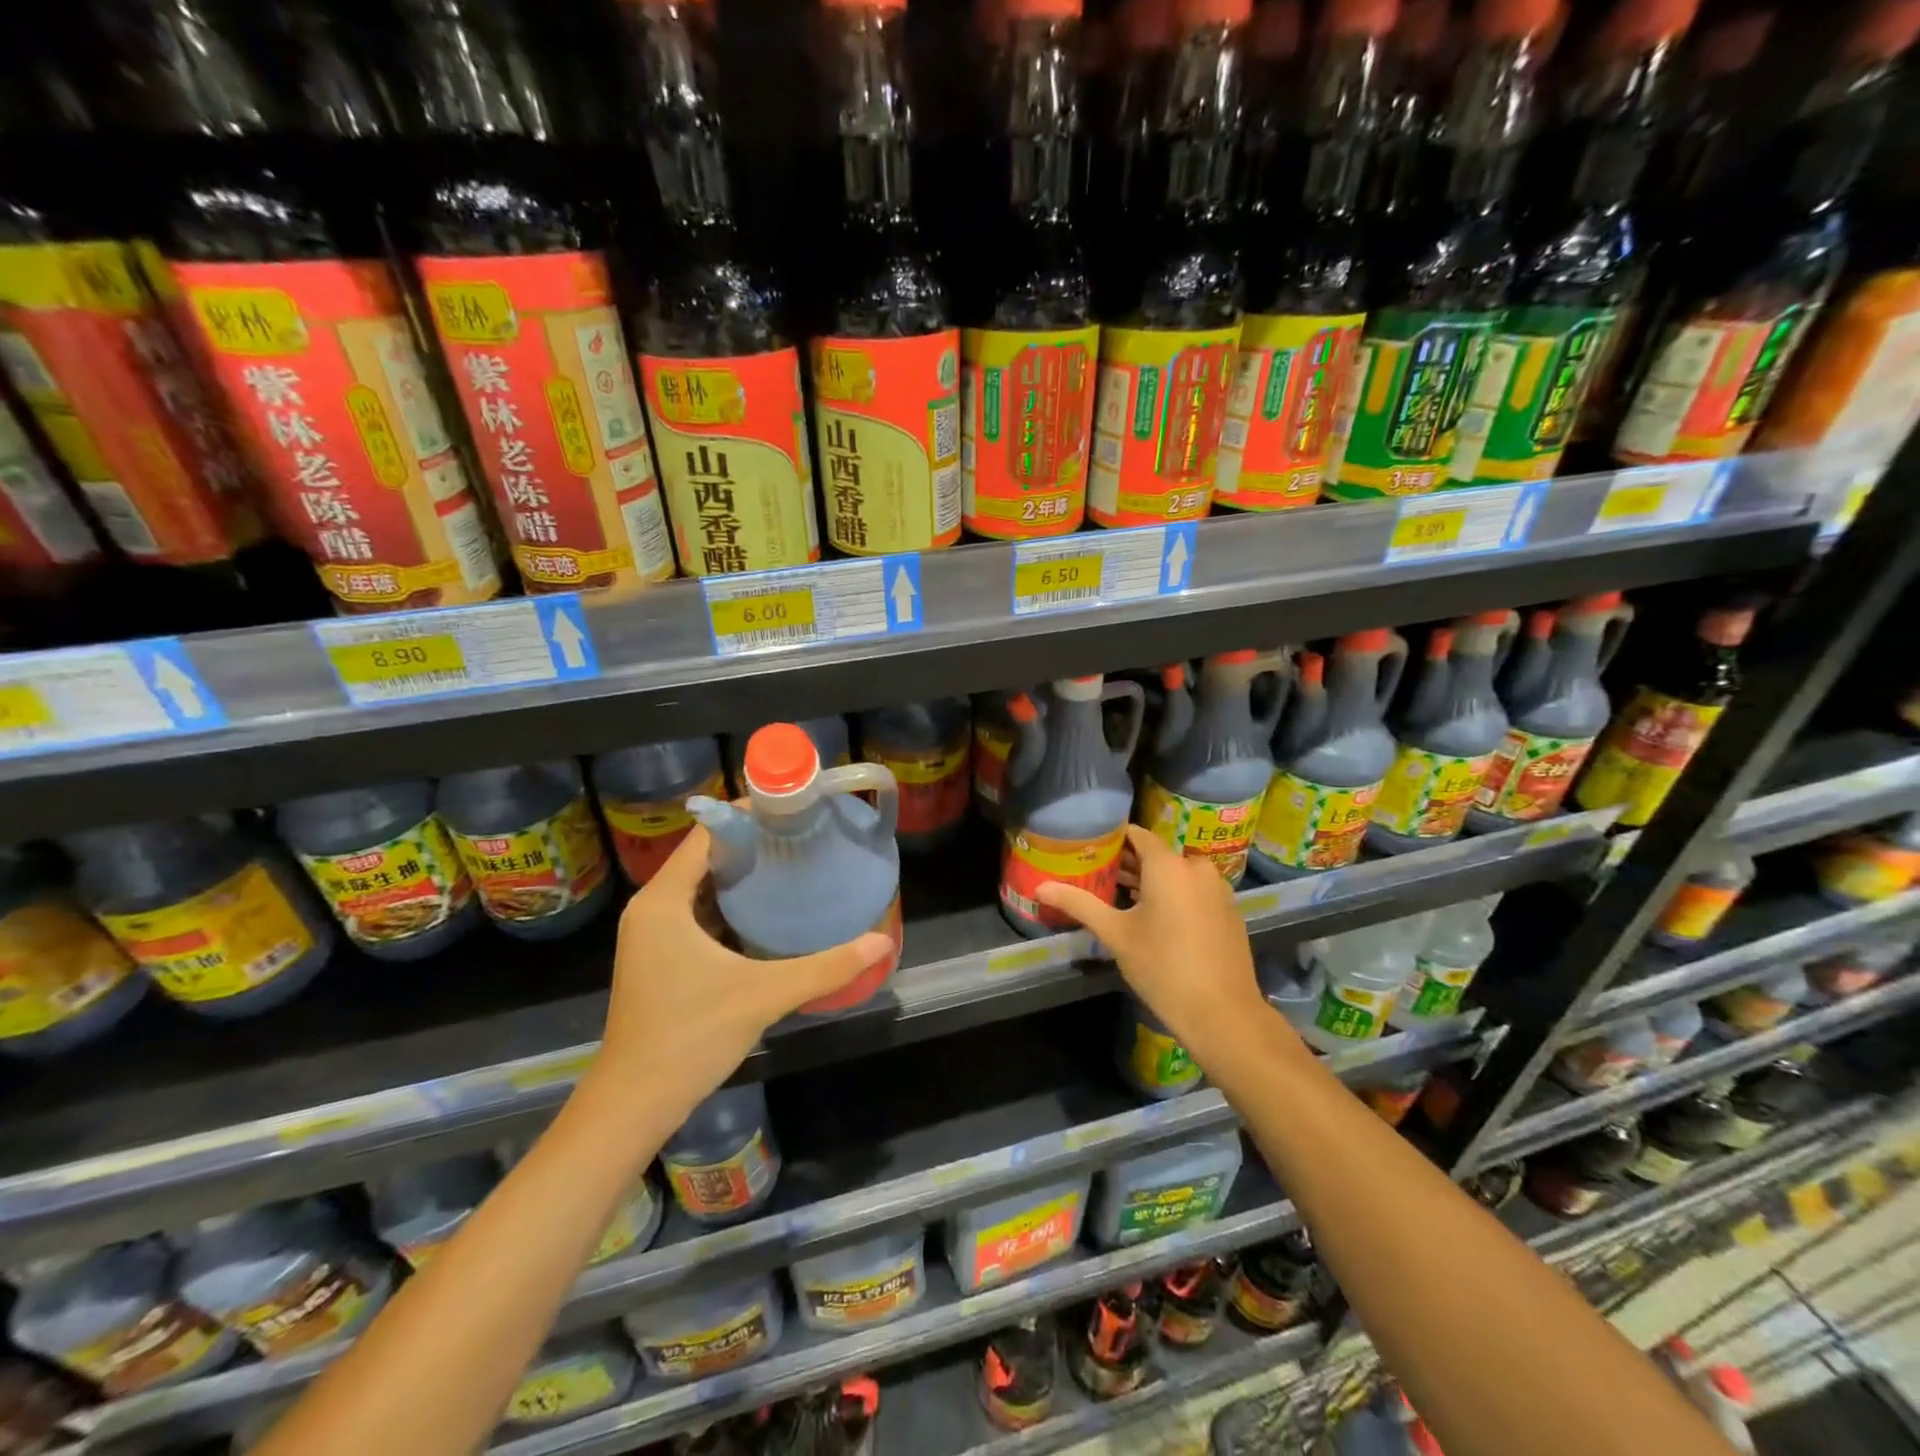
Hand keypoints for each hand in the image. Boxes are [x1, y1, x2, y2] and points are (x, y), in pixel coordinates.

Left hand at [589, 827, 893, 1117]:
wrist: (634, 1103)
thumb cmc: (691, 1036)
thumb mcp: (765, 995)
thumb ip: (826, 966)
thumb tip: (882, 942)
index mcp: (664, 901)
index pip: (706, 834)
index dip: (746, 814)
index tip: (790, 808)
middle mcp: (652, 909)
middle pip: (705, 857)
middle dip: (752, 844)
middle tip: (802, 836)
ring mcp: (652, 936)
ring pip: (701, 887)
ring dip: (742, 876)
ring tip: (792, 864)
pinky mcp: (659, 959)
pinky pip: (697, 913)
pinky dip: (730, 905)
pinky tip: (767, 912)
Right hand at [1036, 825, 1270, 1066]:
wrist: (1222, 1014)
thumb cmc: (1162, 968)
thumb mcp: (1115, 934)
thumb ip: (1079, 904)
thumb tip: (1040, 888)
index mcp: (1169, 865)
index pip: (1136, 835)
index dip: (1112, 839)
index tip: (1089, 847)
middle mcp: (1197, 867)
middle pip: (1157, 854)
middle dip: (1129, 863)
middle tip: (1098, 875)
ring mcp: (1218, 889)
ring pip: (1177, 873)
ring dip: (1152, 881)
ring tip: (1120, 897)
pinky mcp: (1229, 910)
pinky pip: (1195, 890)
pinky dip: (1175, 895)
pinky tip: (1156, 919)